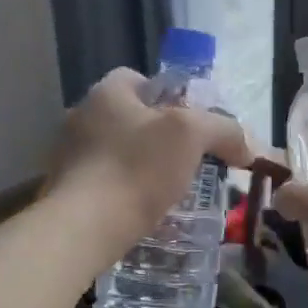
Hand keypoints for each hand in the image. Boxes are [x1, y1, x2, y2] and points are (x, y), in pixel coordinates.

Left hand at [48, 68, 251, 253]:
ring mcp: (65, 155)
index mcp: (105, 93)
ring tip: (166, 191)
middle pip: (127, 117)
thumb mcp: (191, 136)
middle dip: (155, 136)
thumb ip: (223, 130)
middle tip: (186, 160)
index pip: (137, 79)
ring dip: (137, 166)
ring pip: (113, 152)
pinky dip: (120, 192)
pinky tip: (140, 213)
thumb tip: (245, 147)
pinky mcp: (62, 191)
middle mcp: (80, 116)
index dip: (168, 96)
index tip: (190, 124)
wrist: (82, 228)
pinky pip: (99, 183)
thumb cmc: (136, 169)